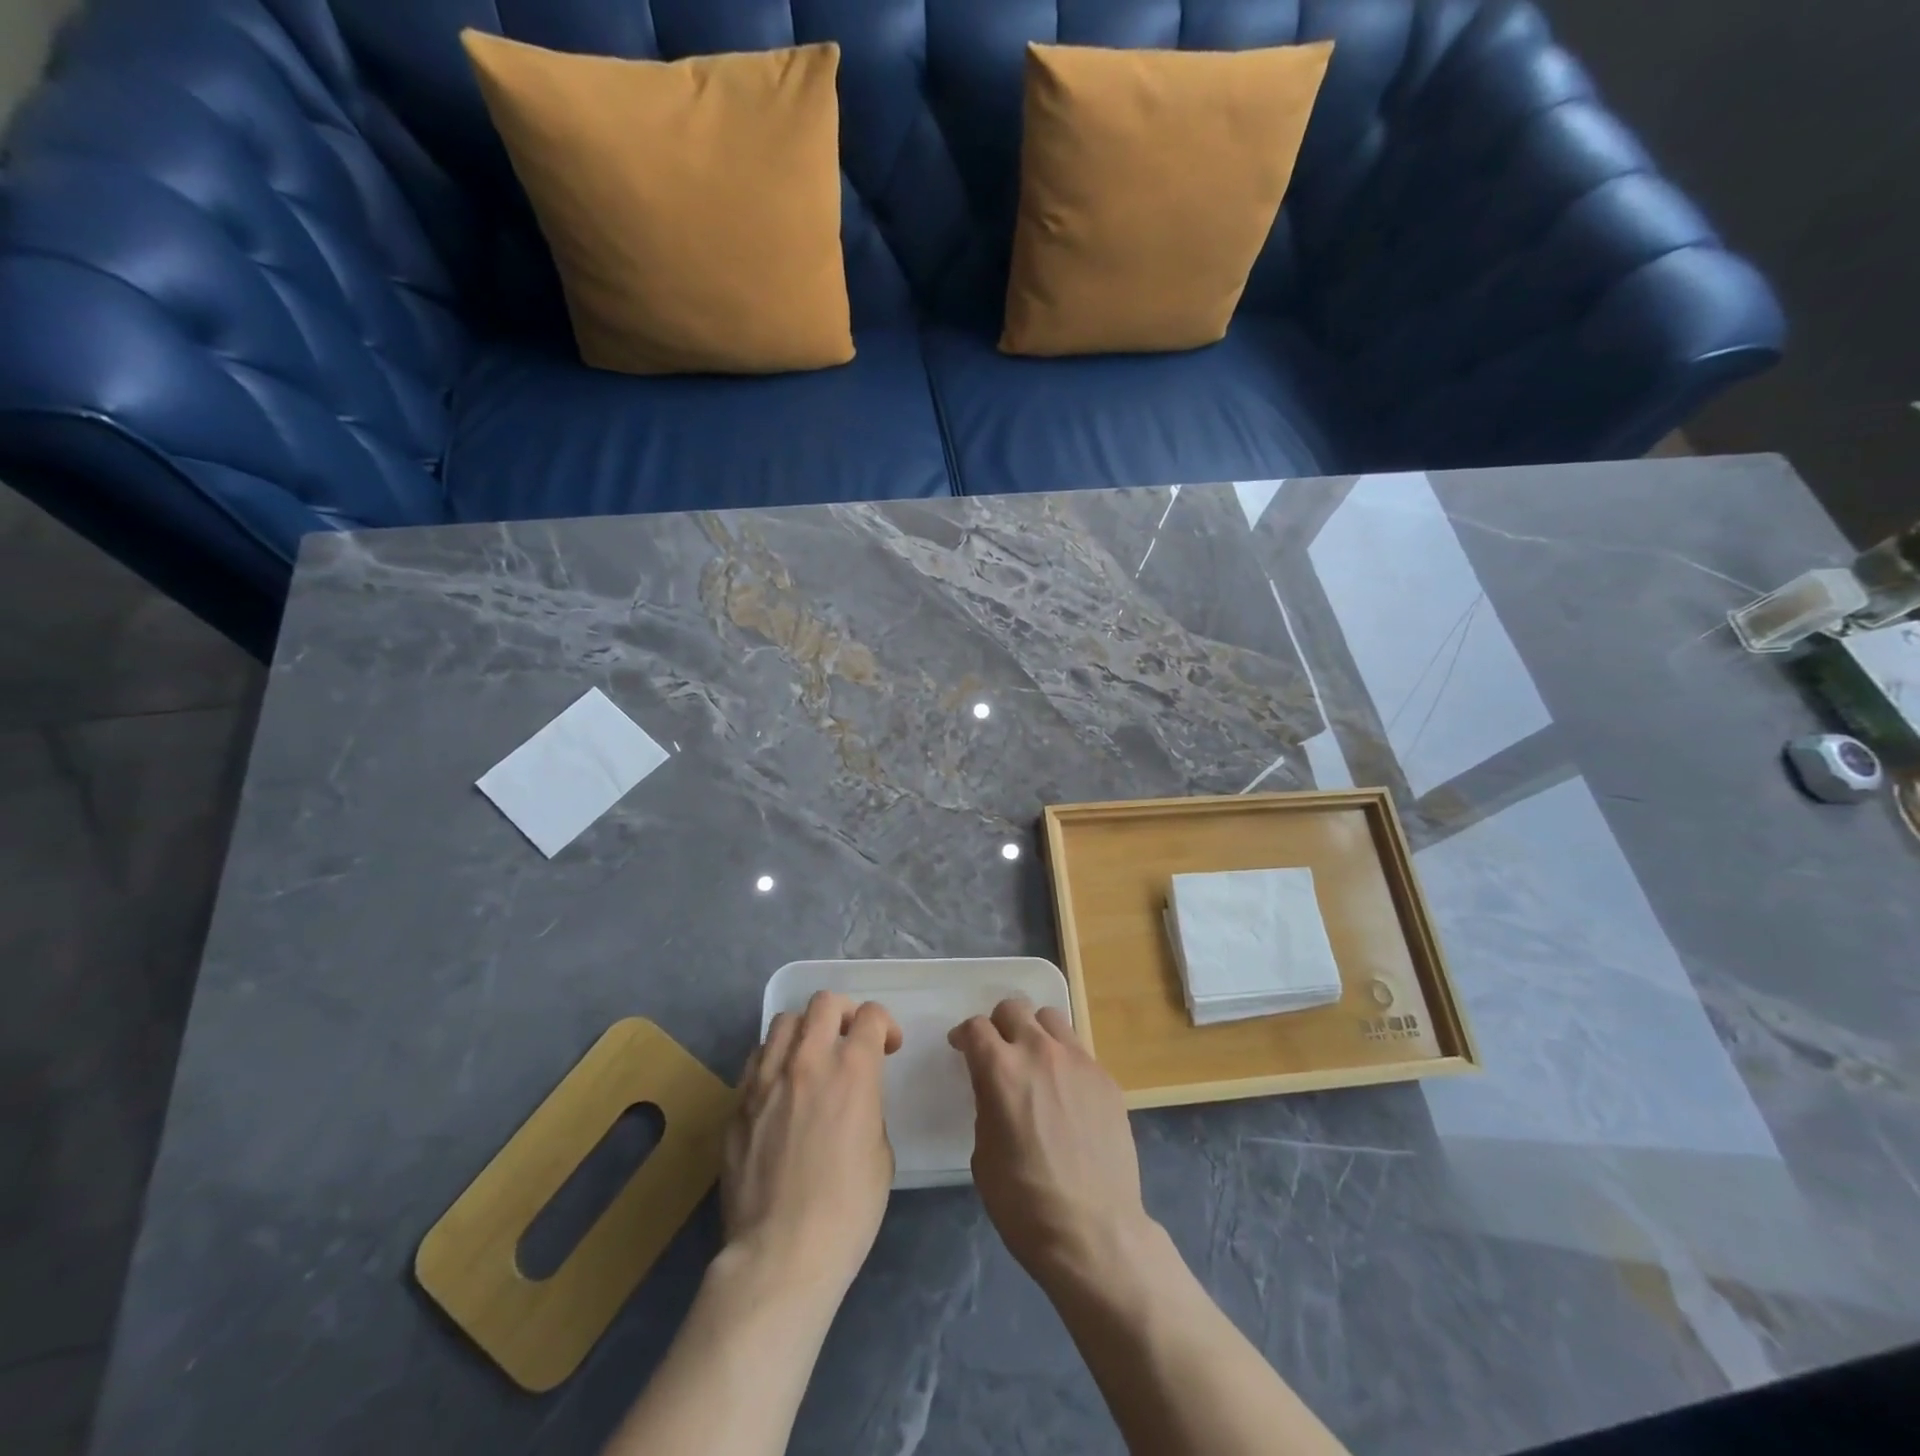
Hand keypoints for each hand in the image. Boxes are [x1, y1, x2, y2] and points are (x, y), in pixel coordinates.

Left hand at [723, 991, 902, 1302]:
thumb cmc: (848, 1210)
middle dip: (844, 1012)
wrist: (781, 1254)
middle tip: (850, 1038)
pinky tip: (780, 1089)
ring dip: (805, 1031)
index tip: (888, 1047)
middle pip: (824, 1003)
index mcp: (852, 1070)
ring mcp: (766, 1079)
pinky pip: (756, 1060)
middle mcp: (807, 1061)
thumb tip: (852, 1100)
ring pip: (784, 1022)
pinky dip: (774, 1060)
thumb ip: (867, 1108)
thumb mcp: (881, 1154)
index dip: (884, 1025)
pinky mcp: (737, 1104)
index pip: (870, 1016)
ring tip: (811, 1058)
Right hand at [949, 997, 1153, 1286]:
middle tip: (998, 1051)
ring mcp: (1078, 1061)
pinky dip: (1064, 1060)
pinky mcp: (1106, 1078)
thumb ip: (986, 1105)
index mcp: (1001, 1070)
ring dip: (1035, 1032)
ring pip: (1051, 1018)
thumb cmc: (1024, 1202)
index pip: (975, 1028)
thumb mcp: (983, 1154)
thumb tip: (995, 1090)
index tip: (962, 1049)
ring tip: (1035, 1062)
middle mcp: (1039, 1051)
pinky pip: (1078, 1051)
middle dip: (999, 1024)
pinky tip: (1066, 1093)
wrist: (1094, 1232)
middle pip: (1013, 1008)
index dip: (964, 1036)